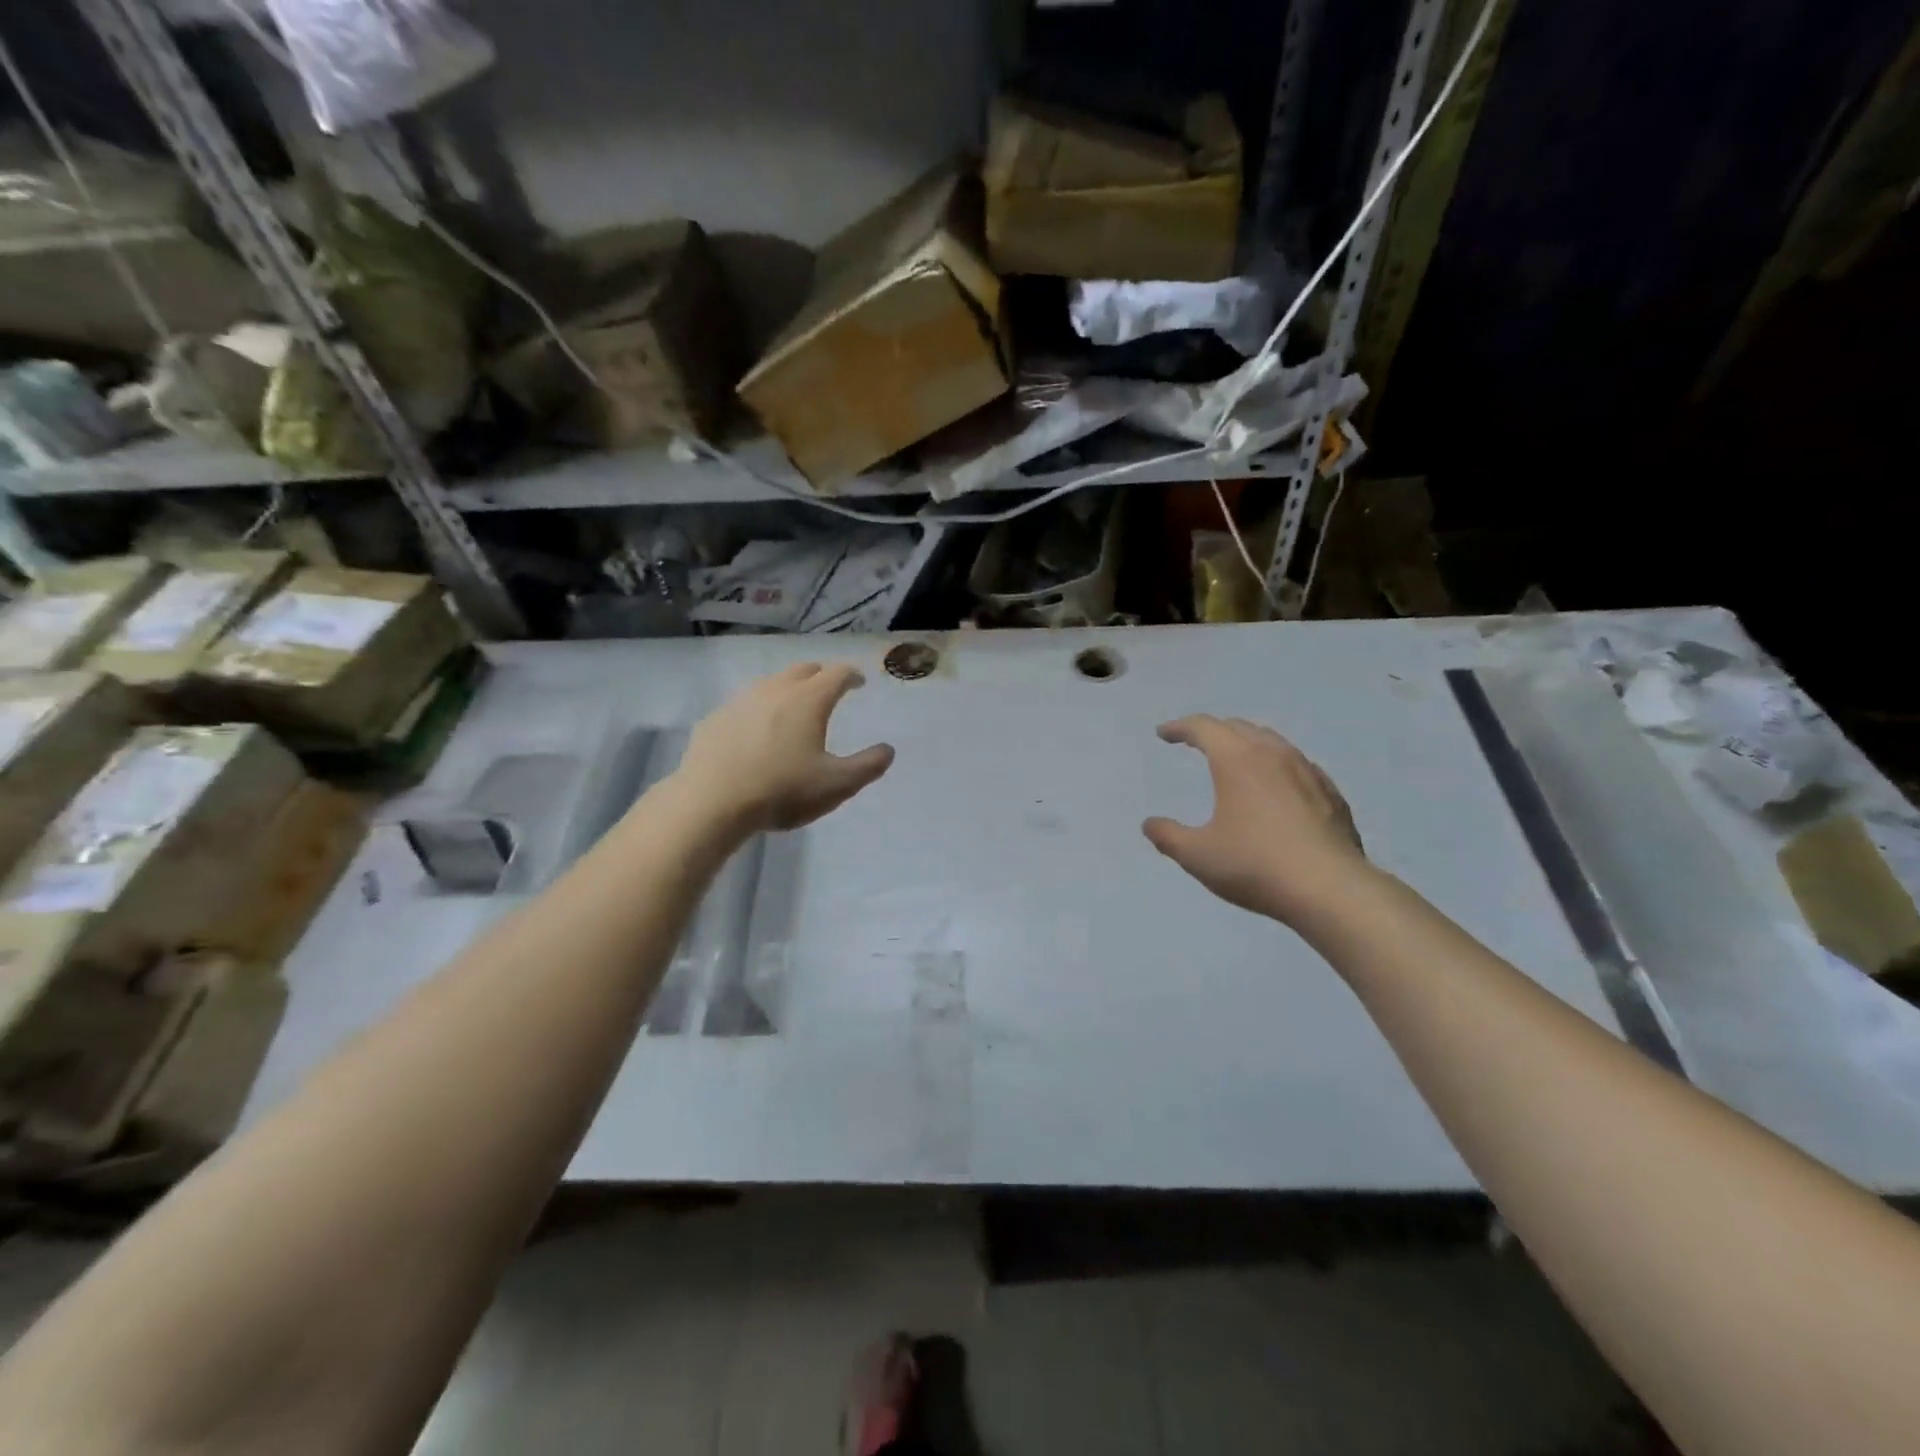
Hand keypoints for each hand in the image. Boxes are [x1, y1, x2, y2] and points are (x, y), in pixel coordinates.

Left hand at [674, 663, 894, 832]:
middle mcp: (776, 690)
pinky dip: (759, 710)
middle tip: (829, 689)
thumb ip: (868, 766)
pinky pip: (744, 705)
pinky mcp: (716, 718)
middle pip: (803, 670)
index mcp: (809, 700)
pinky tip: (756, 732)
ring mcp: (741, 701)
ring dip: (788, 689)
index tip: (859, 682)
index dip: (852, 675)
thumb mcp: (836, 785)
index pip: (837, 673)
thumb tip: (887, 750)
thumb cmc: (782, 790)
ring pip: (771, 683)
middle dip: (820, 676)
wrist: (711, 802)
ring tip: (793, 708)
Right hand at [1143, 715, 1367, 925]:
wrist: (1331, 890)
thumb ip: (1168, 836)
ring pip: (1272, 741)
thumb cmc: (1255, 865)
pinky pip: (1297, 765)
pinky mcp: (1331, 793)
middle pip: (1238, 727)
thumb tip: (1149, 824)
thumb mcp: (1198, 855)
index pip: (1203, 728)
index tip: (1164, 734)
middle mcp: (1273, 754)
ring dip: (1247, 743)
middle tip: (1196, 742)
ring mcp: (1308, 771)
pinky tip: (1276, 788)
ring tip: (1236, 759)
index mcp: (1236, 760)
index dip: (1179, 728)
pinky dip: (1276, 765)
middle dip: (1213, 730)